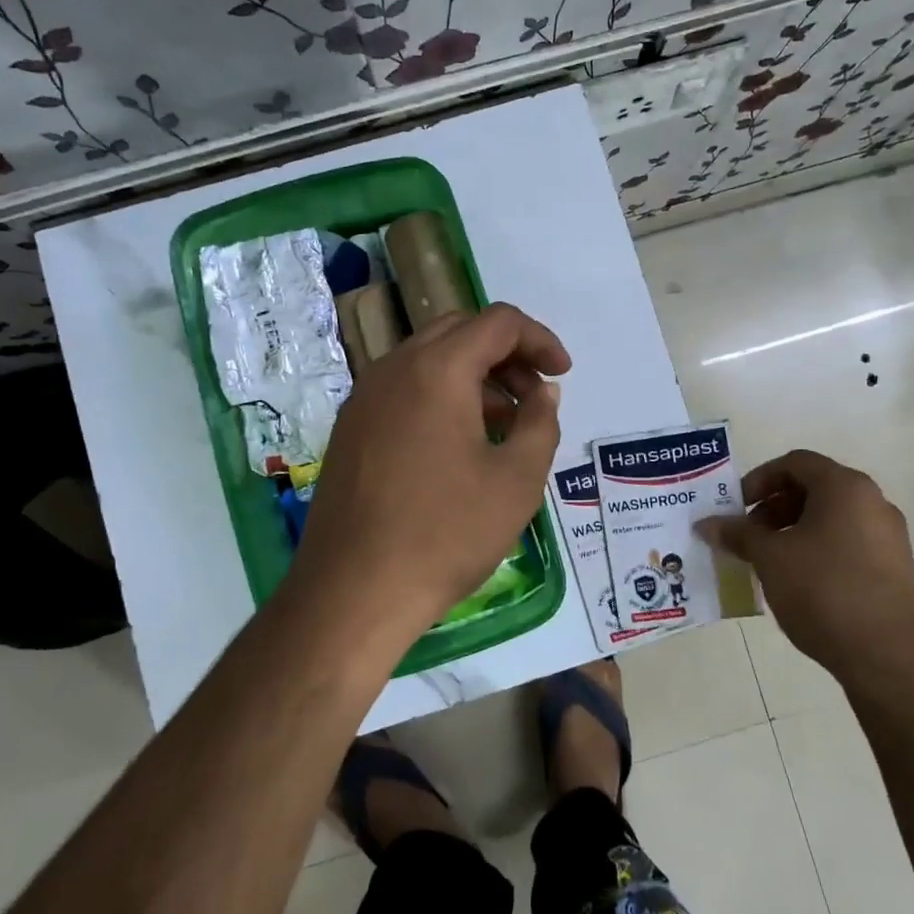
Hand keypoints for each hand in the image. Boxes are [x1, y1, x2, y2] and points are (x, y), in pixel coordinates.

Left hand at [287, 303, 568, 645]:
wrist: (353, 591)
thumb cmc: (446, 534)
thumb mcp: (517, 480)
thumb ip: (540, 423)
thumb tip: (542, 392)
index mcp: (438, 370)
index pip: (499, 323)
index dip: (540, 340)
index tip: (562, 375)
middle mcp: (394, 368)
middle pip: (460, 331)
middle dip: (506, 354)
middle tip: (534, 396)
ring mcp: (365, 397)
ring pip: (429, 359)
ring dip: (474, 375)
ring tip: (504, 424)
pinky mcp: (350, 427)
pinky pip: (404, 388)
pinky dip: (441, 395)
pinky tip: (459, 444)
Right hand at [696, 450, 913, 688]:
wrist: (885, 657)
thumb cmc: (823, 591)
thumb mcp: (769, 558)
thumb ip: (737, 534)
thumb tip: (706, 524)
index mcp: (846, 488)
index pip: (795, 463)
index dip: (759, 479)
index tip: (737, 507)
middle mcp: (874, 502)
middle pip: (814, 488)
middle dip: (774, 506)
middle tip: (748, 534)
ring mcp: (889, 536)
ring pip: (831, 516)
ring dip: (793, 528)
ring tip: (769, 559)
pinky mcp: (895, 567)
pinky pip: (848, 541)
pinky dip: (818, 547)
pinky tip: (799, 579)